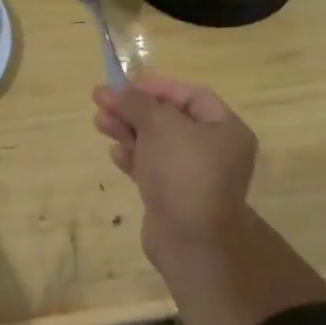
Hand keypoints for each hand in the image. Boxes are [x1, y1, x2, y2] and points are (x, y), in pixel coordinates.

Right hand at [91, 75, 256, 258]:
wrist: (189, 240)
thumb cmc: (183, 172)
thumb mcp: (160, 126)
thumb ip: (136, 103)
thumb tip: (114, 89)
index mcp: (226, 129)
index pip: (191, 96)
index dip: (157, 87)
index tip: (124, 85)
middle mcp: (215, 151)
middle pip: (170, 120)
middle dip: (135, 109)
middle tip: (100, 101)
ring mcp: (194, 177)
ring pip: (157, 144)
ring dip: (128, 131)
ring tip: (99, 123)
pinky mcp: (174, 198)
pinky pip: (152, 169)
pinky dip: (133, 158)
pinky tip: (115, 153)